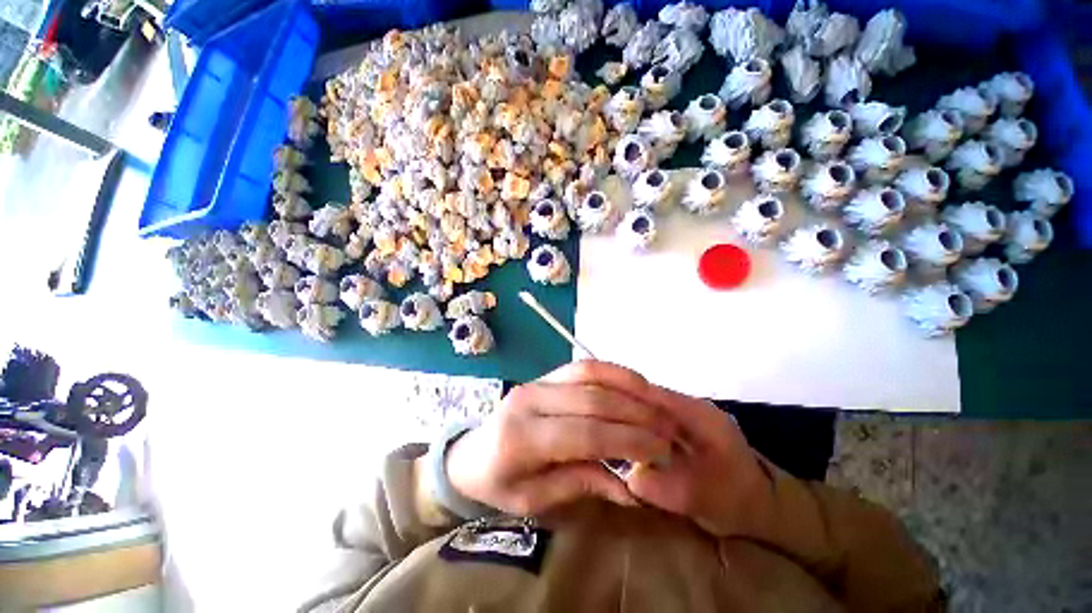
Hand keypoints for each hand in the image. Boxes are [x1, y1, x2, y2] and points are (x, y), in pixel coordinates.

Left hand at [445, 362, 676, 516]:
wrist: (470, 452)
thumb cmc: (498, 483)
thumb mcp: (534, 500)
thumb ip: (582, 485)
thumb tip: (632, 486)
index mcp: (522, 438)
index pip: (585, 434)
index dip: (628, 441)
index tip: (661, 452)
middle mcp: (530, 400)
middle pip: (592, 400)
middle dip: (636, 415)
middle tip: (667, 430)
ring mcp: (537, 381)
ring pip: (589, 374)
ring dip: (628, 386)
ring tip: (658, 403)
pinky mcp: (545, 375)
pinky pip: (582, 366)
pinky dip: (612, 372)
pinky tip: (634, 383)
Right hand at [550, 361, 776, 537]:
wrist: (760, 504)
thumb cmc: (739, 501)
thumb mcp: (709, 501)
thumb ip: (671, 489)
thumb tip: (630, 478)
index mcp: (697, 414)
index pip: (652, 395)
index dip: (622, 399)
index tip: (593, 409)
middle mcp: (684, 405)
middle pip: (642, 393)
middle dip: (615, 403)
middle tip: (587, 417)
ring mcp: (678, 413)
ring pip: (641, 402)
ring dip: (619, 411)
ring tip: (593, 422)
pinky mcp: (672, 423)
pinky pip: (643, 415)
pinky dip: (627, 421)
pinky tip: (610, 432)